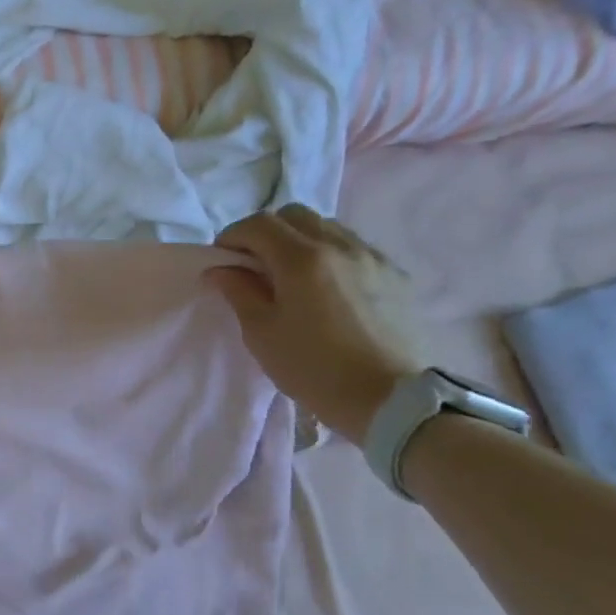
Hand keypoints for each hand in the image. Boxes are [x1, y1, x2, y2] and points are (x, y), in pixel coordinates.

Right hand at [208, 206, 427, 445]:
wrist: (390, 399)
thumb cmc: (313, 368)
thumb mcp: (261, 333)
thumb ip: (239, 292)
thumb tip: (221, 269)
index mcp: (302, 259)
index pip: (258, 224)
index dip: (232, 236)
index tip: (222, 261)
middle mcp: (339, 245)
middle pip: (294, 215)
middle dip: (266, 232)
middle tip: (253, 264)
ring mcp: (372, 257)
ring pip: (327, 227)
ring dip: (299, 240)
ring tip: (290, 275)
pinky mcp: (395, 275)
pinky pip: (353, 248)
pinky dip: (329, 255)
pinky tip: (326, 288)